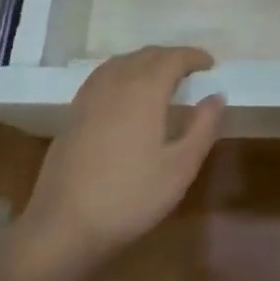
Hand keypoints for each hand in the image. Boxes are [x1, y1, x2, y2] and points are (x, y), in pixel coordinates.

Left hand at [9, 47, 225, 280]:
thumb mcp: (180, 167)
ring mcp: (90, 96)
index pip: (173, 58)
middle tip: (191, 71)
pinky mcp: (74, 112)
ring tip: (162, 78)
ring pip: (123, 62)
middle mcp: (117, 82)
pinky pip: (104, 76)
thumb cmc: (129, 196)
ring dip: (147, 62)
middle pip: (147, 55)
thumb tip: (216, 96)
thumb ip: (203, 127)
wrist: (63, 226)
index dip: (194, 56)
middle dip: (172, 57)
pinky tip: (126, 94)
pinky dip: (124, 72)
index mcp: (145, 89)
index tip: (210, 64)